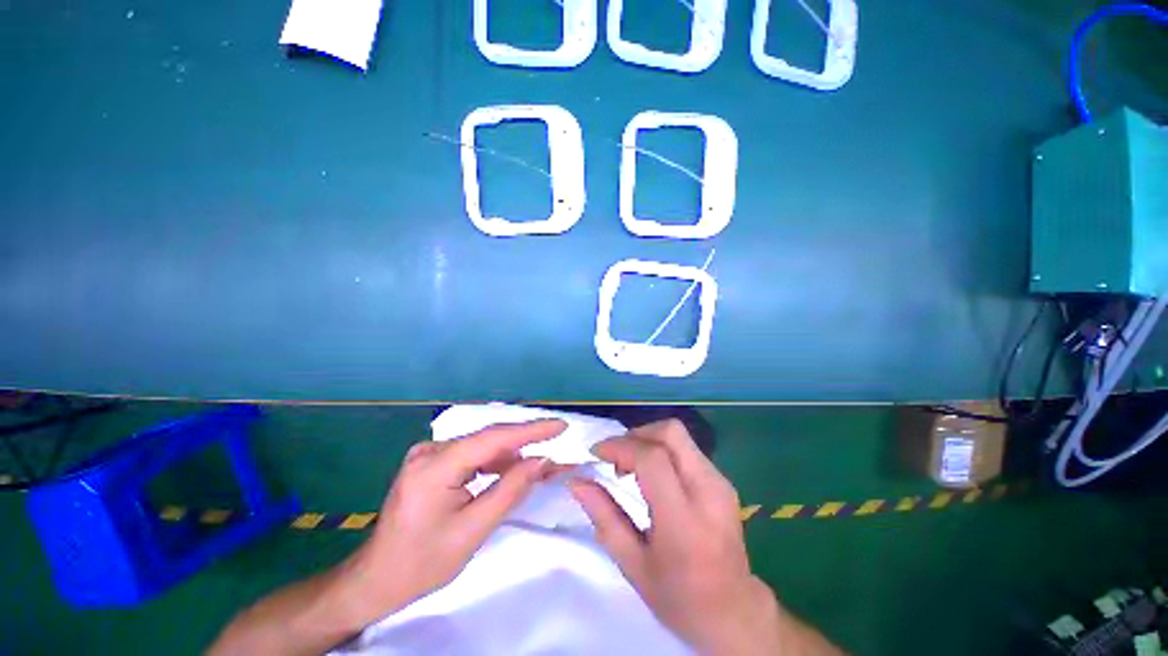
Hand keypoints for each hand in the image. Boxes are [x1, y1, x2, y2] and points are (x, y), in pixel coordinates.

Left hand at [334, 419, 565, 626]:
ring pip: (482, 446)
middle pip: (488, 438)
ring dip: (511, 454)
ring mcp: (429, 454)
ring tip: (540, 463)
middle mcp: (431, 450)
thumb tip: (542, 460)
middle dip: (525, 441)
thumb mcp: (472, 531)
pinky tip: (510, 471)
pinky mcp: (432, 461)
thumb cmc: (422, 563)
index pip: (493, 438)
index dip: (530, 430)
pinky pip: (472, 455)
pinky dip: (494, 462)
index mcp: (435, 466)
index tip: (560, 425)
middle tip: (557, 442)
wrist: (375, 580)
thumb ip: (510, 490)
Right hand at [570, 420, 839, 655]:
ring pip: (679, 435)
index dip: (620, 447)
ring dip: (647, 440)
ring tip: (629, 466)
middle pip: (671, 432)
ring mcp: (720, 482)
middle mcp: (708, 491)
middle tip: (615, 456)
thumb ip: (603, 516)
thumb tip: (576, 481)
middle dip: (636, 434)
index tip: (596, 453)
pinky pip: (686, 448)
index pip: (652, 459)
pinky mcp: (723, 480)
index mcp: (684, 520)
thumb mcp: (632, 564)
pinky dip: (661, 449)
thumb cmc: (678, 597)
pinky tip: (651, 474)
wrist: (734, 613)